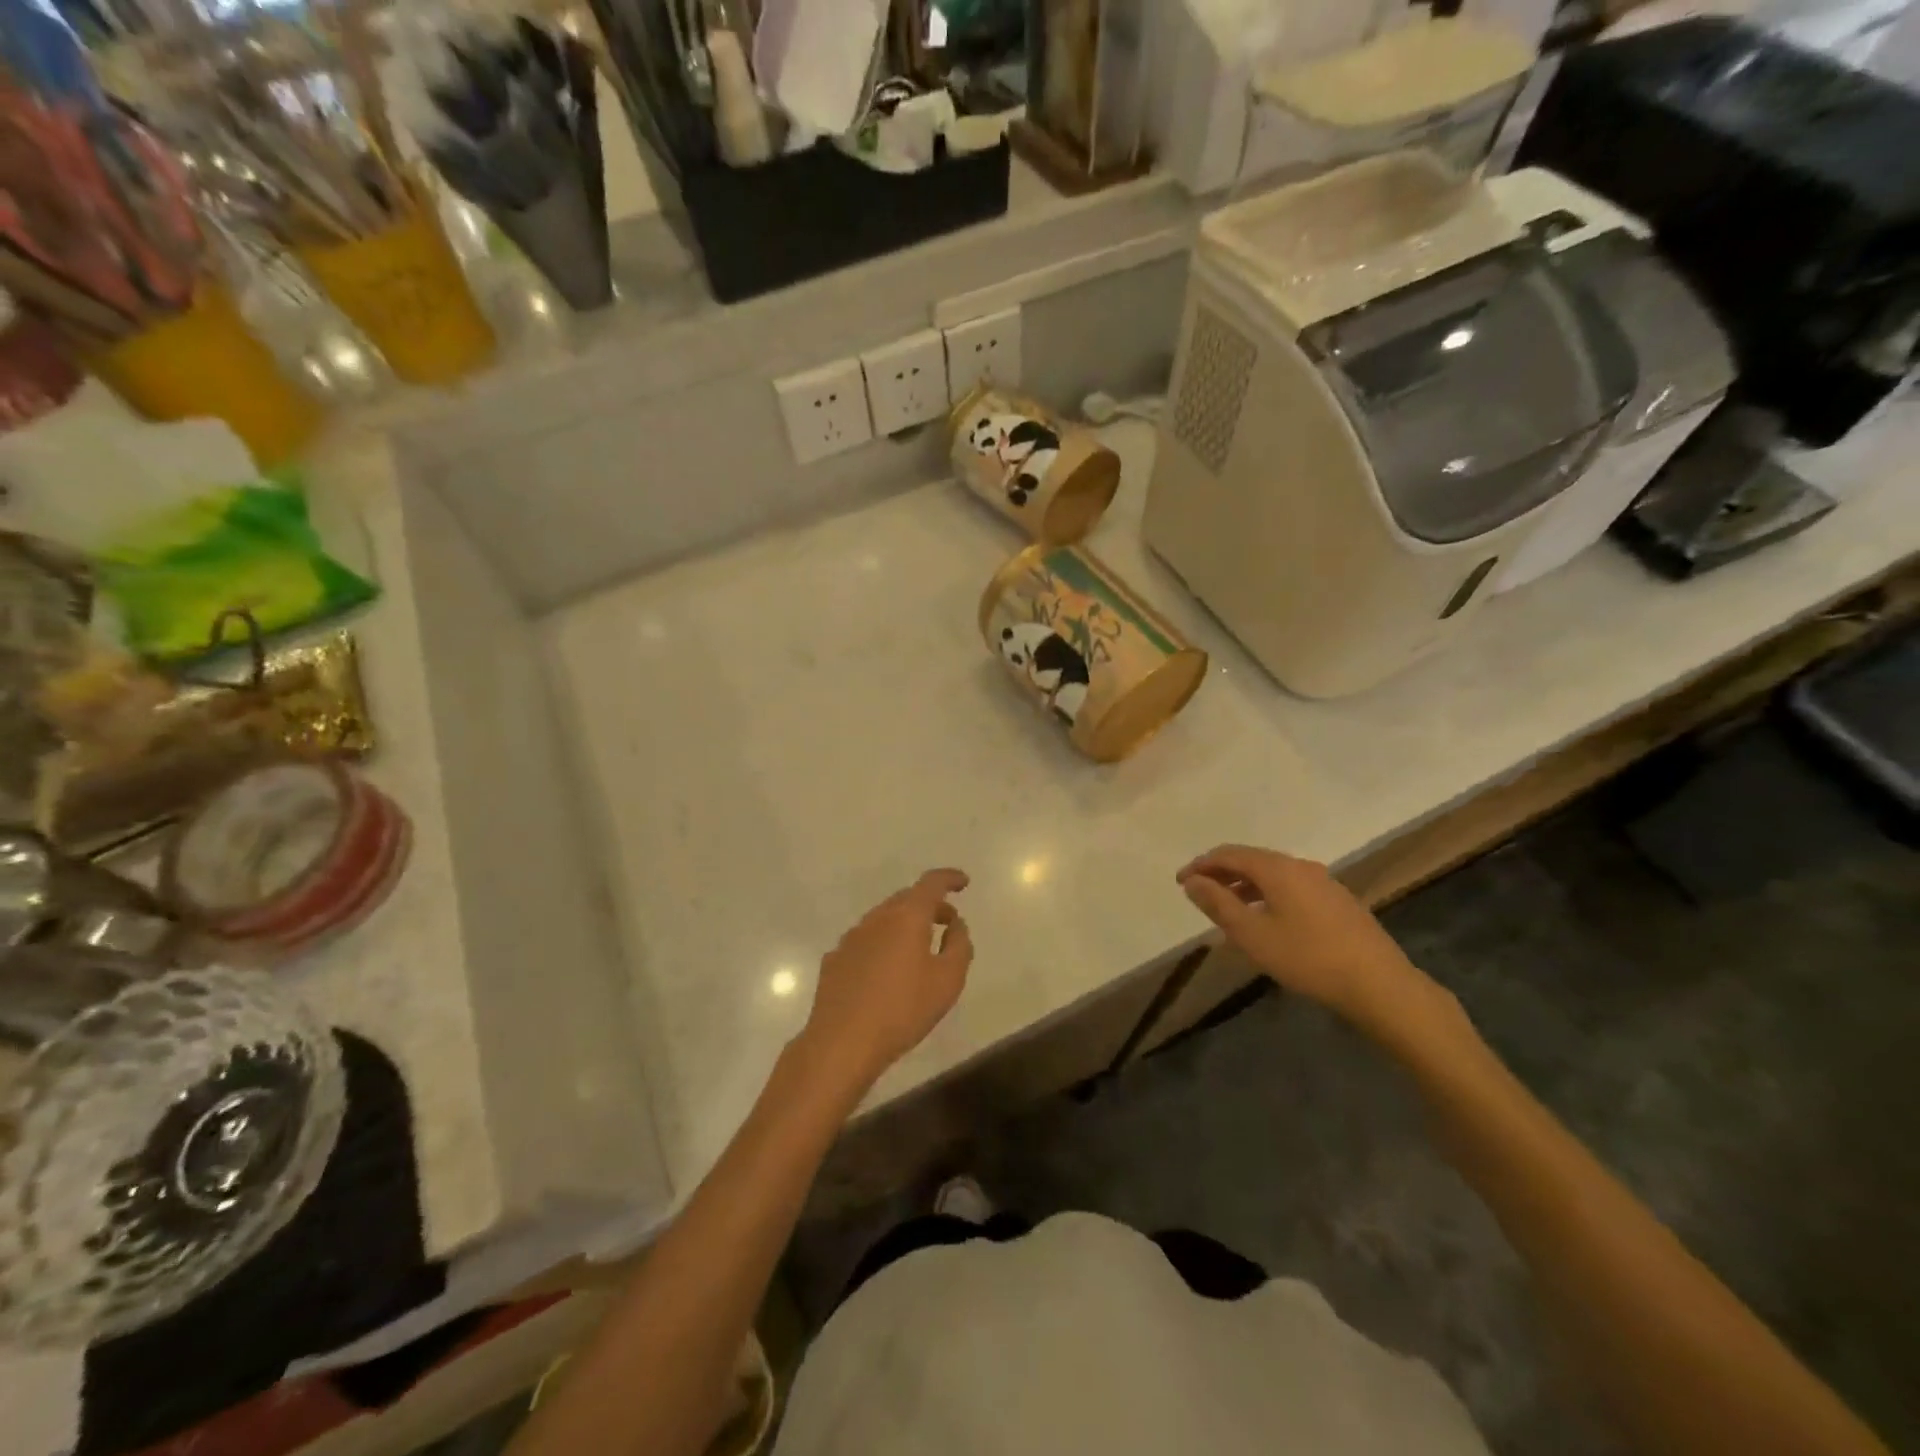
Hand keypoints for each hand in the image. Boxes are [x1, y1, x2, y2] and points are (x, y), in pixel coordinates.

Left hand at [796, 869, 973, 1097]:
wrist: (842, 1043)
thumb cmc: (903, 1010)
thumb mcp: (948, 980)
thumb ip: (959, 945)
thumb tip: (955, 925)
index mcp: (906, 916)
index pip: (931, 883)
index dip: (949, 878)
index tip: (963, 882)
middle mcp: (876, 918)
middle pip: (906, 899)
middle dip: (930, 905)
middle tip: (947, 922)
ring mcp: (851, 938)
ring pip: (884, 919)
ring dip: (905, 924)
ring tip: (919, 949)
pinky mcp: (834, 960)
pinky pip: (866, 941)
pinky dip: (883, 944)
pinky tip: (886, 972)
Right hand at [1177, 845, 1443, 1040]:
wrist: (1379, 984)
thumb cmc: (1307, 958)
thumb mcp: (1252, 934)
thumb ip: (1218, 904)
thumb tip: (1192, 881)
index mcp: (1277, 868)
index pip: (1229, 854)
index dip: (1201, 865)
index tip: (1180, 882)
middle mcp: (1300, 866)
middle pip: (1252, 860)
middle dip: (1222, 873)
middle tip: (1200, 892)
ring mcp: (1324, 882)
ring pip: (1273, 874)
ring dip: (1245, 885)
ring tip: (1228, 908)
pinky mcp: (1339, 901)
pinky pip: (1291, 887)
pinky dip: (1268, 895)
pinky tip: (1267, 920)